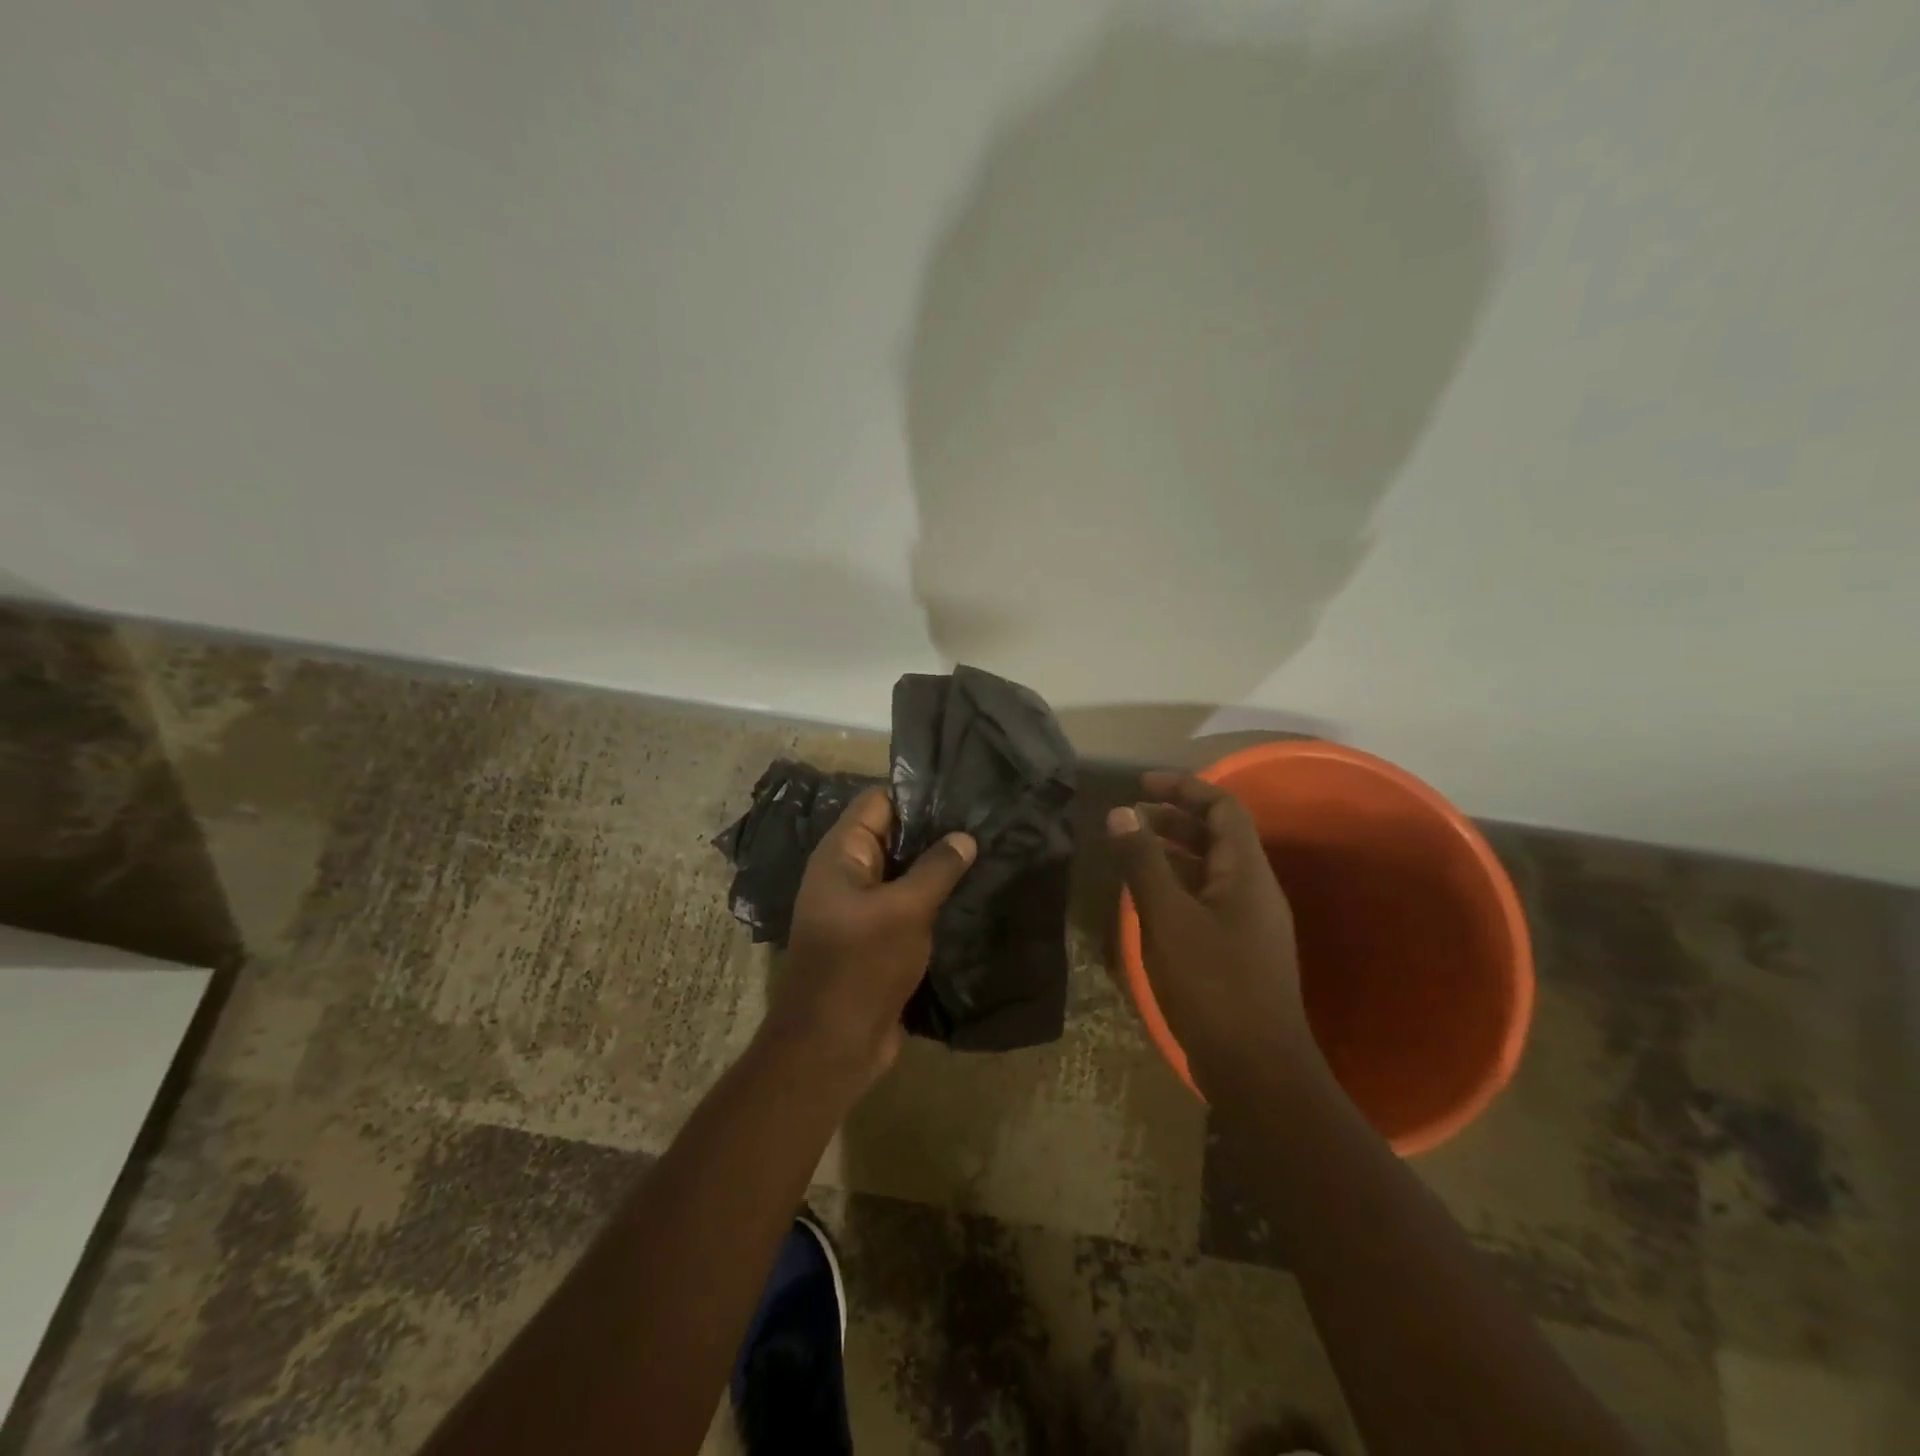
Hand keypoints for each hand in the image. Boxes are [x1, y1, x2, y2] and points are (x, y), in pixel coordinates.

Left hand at [763, 787, 976, 1090]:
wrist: (832, 1045)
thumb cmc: (861, 966)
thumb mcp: (904, 910)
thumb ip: (937, 869)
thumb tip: (965, 837)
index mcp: (841, 855)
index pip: (879, 802)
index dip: (918, 794)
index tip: (965, 793)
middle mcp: (848, 874)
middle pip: (894, 836)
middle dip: (936, 831)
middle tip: (987, 822)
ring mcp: (862, 908)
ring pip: (905, 873)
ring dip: (939, 868)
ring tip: (989, 853)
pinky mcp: (878, 938)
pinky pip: (908, 906)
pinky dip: (935, 900)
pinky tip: (974, 894)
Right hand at [1107, 771, 1320, 1099]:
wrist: (1257, 1071)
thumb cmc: (1213, 986)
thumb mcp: (1168, 919)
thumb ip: (1144, 863)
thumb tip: (1120, 812)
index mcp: (1247, 873)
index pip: (1224, 807)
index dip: (1184, 788)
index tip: (1141, 786)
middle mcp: (1253, 890)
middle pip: (1217, 836)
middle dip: (1173, 818)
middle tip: (1129, 816)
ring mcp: (1247, 923)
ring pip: (1209, 869)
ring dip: (1172, 853)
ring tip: (1130, 850)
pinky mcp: (1236, 951)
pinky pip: (1205, 900)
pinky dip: (1175, 886)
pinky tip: (1145, 899)